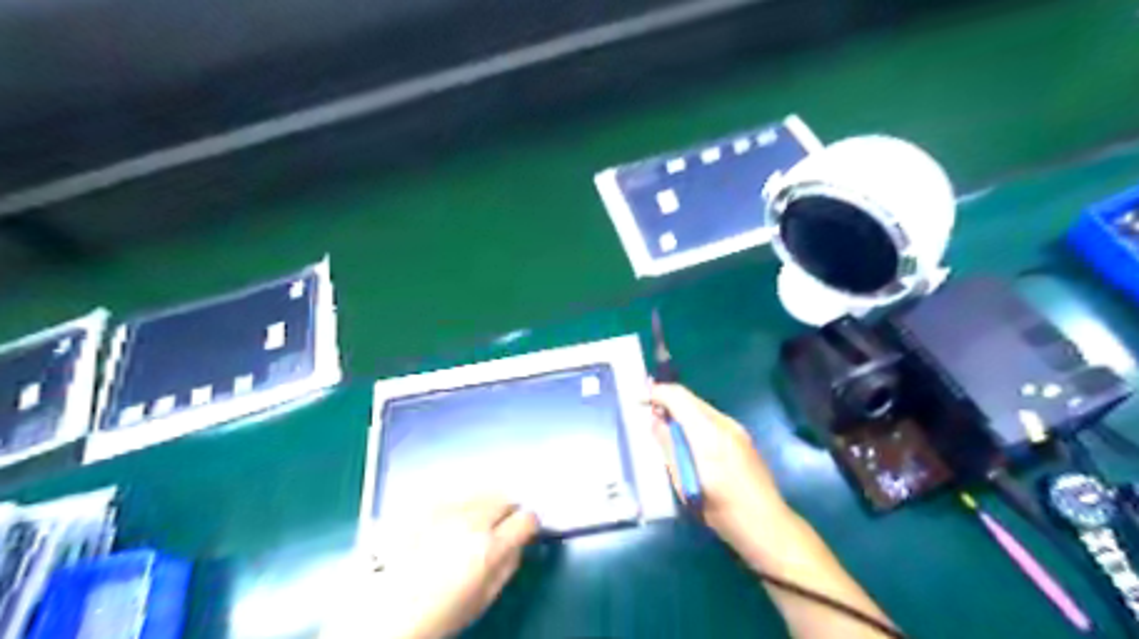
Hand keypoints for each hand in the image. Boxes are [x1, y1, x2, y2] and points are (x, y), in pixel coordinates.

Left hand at [370, 500, 538, 638]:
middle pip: (505, 499)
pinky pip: (455, 495)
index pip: (527, 518)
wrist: (387, 612)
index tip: (523, 533)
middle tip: (498, 529)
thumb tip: (519, 542)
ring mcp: (446, 509)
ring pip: (481, 492)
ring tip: (472, 524)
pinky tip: (448, 522)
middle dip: (507, 512)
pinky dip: (459, 505)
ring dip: (484, 505)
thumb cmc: (442, 612)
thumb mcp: (486, 597)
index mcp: (490, 547)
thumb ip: (510, 563)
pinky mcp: (426, 506)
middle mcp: (471, 520)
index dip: (528, 526)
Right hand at [650, 385, 793, 554]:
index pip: (678, 396)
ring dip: (681, 412)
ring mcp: (736, 429)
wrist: (767, 525)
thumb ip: (669, 446)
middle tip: (647, 413)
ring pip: (701, 408)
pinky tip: (688, 442)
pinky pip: (711, 420)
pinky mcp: (742, 438)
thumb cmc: (721, 510)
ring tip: (665, 429)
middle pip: (690, 399)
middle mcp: (724, 423)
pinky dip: (694, 422)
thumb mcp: (684, 481)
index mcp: (708, 433)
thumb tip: (655, 421)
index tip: (638, 400)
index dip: (656, 393)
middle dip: (667, 401)